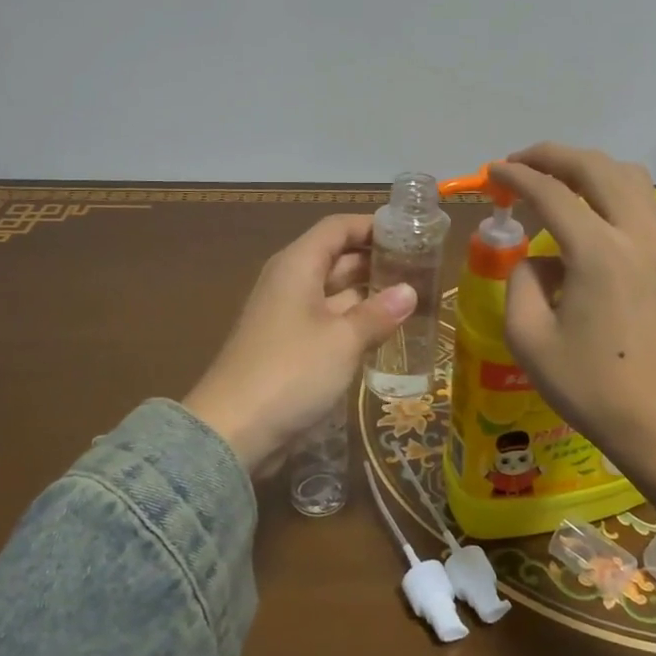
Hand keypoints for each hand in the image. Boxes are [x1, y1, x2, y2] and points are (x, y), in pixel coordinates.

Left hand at [183, 214, 415, 472]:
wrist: (233, 430)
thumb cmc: (291, 372)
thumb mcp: (343, 340)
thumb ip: (378, 313)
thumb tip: (410, 291)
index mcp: (296, 266)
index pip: (337, 228)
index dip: (371, 225)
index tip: (410, 233)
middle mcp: (290, 283)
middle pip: (337, 258)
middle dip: (377, 261)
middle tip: (422, 269)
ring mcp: (289, 316)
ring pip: (335, 293)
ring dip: (369, 295)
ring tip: (414, 299)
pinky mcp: (290, 348)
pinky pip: (329, 323)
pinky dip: (355, 323)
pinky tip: (386, 333)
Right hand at [491, 144, 655, 525]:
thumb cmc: (591, 387)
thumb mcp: (530, 339)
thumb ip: (521, 284)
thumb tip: (535, 260)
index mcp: (595, 252)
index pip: (550, 193)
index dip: (516, 176)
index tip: (491, 172)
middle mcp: (634, 236)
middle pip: (595, 169)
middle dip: (553, 156)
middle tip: (521, 163)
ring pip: (633, 179)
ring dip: (594, 170)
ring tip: (563, 184)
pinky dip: (638, 201)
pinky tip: (620, 218)